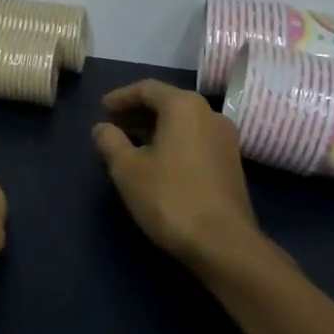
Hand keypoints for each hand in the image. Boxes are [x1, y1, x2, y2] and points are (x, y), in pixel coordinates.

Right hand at [92, 79, 264, 270]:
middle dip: (137, 112)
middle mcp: (210, 114)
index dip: (121, 97)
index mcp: (184, 106)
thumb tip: (103, 127)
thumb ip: (110, 141)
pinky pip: (195, 140)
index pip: (147, 88)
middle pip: (168, 103)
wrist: (224, 244)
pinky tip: (156, 162)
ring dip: (155, 128)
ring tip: (130, 145)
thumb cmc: (170, 197)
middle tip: (113, 125)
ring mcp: (225, 140)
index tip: (102, 109)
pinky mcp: (231, 164)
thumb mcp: (127, 169)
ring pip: (183, 123)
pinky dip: (172, 142)